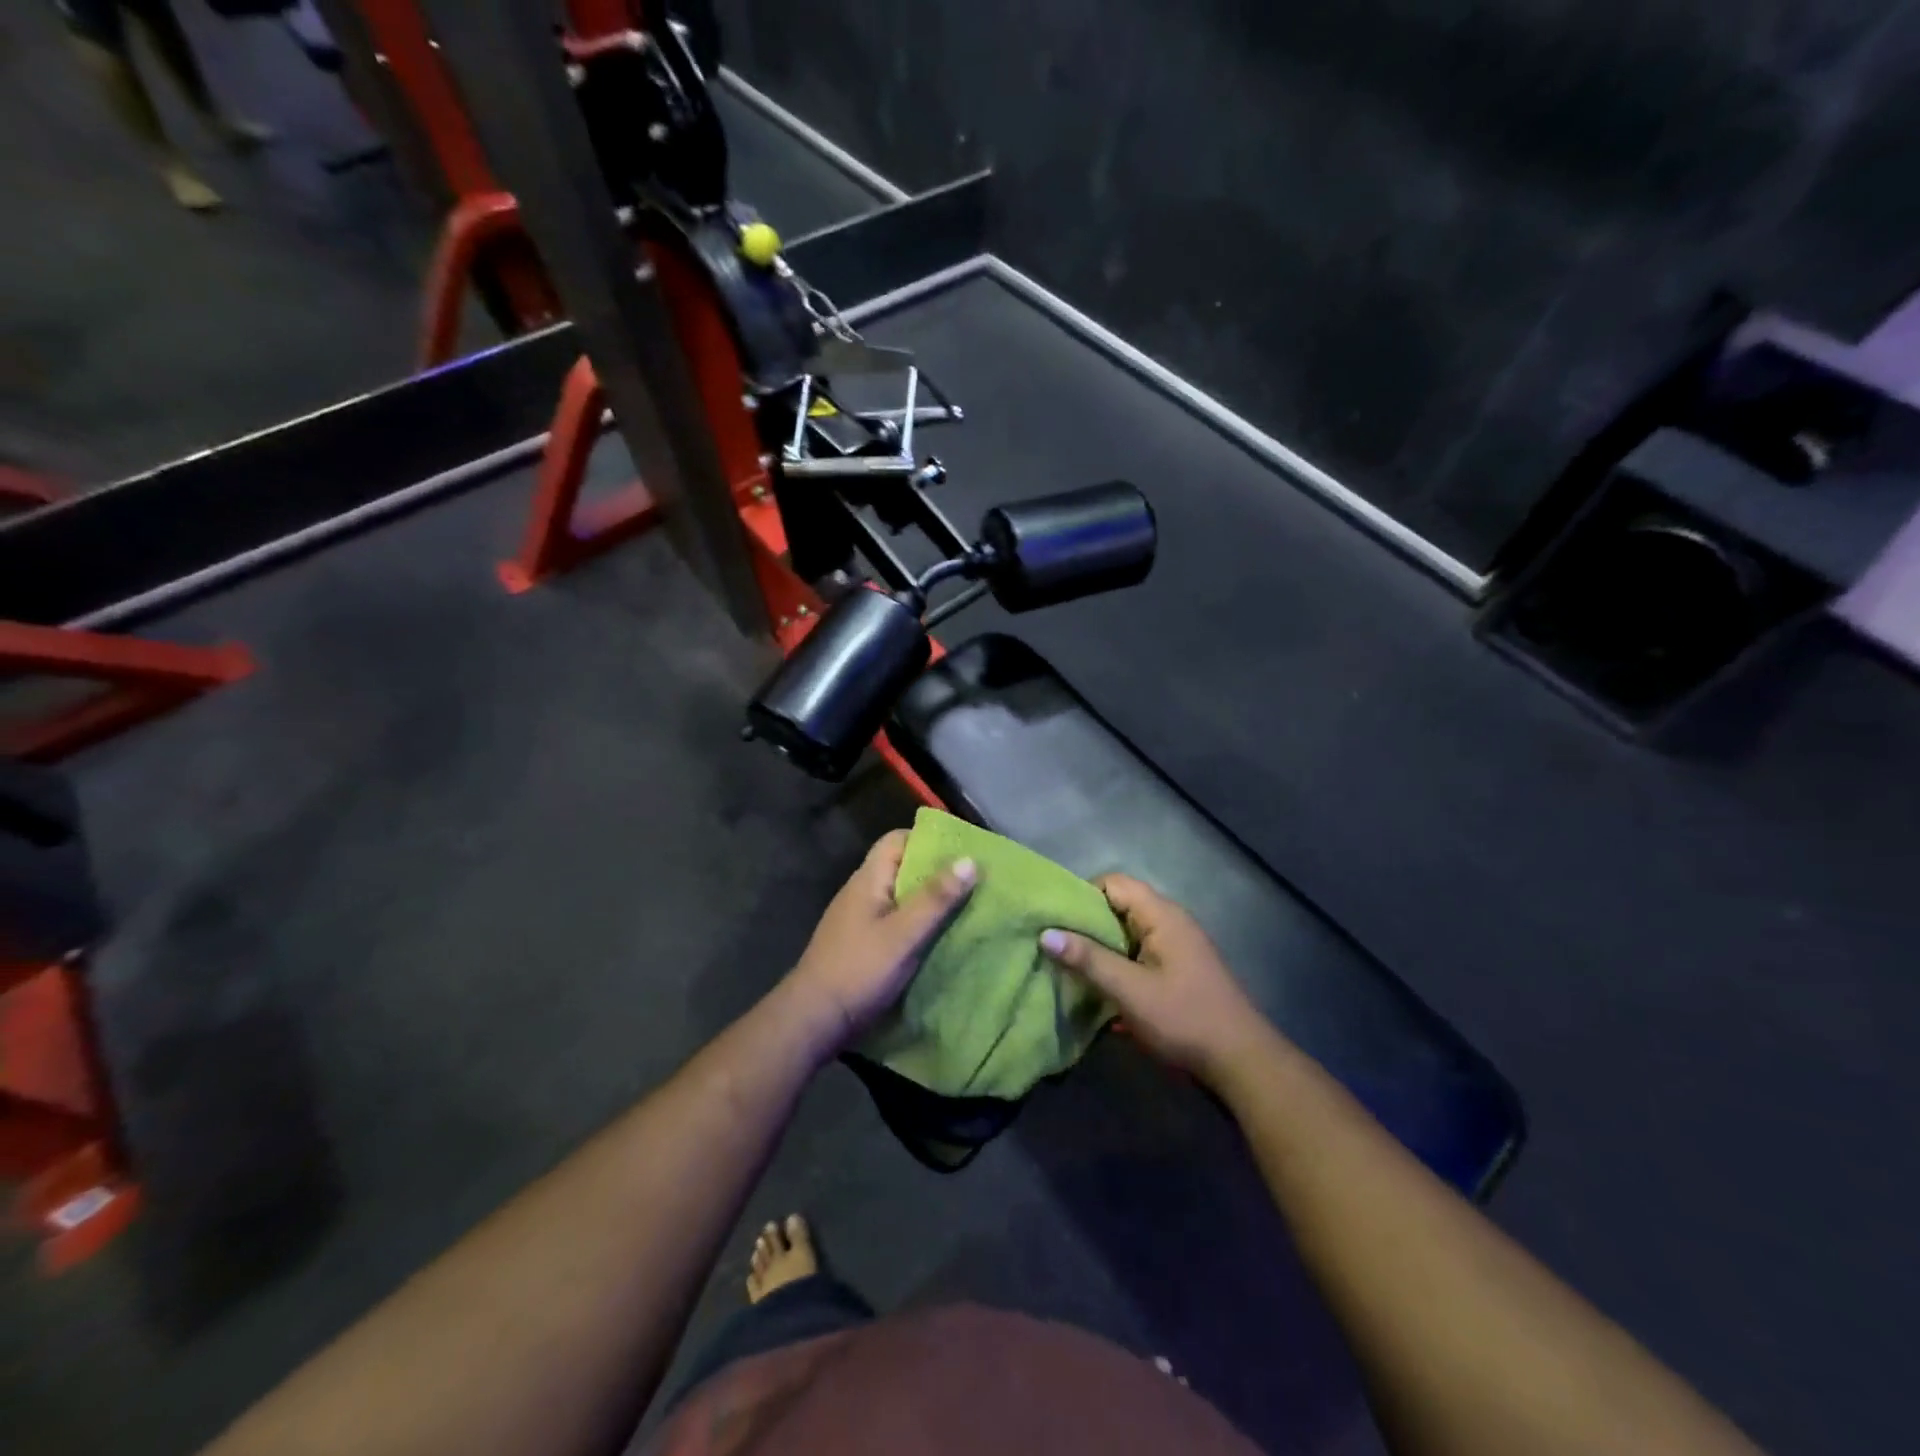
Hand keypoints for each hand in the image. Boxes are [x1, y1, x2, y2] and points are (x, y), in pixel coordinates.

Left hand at [782, 830, 976, 1055]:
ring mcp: (859, 918)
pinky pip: (894, 920)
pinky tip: (938, 936)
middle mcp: (861, 891)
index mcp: (868, 879)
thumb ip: (936, 898)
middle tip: (973, 882)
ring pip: (900, 896)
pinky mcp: (861, 943)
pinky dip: (917, 922)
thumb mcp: (904, 934)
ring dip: (928, 899)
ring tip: (965, 907)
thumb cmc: (859, 969)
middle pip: (901, 867)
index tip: (962, 852)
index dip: (928, 840)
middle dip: (935, 872)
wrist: (814, 1019)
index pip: (897, 840)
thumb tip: (970, 859)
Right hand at [1040, 875, 1273, 1084]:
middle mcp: (1169, 922)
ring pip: (1125, 934)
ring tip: (1067, 969)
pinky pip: (1137, 955)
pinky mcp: (1176, 971)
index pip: (1112, 883)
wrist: (1241, 1062)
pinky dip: (1116, 966)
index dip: (1081, 896)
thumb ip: (1088, 960)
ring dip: (1099, 950)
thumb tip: (1045, 934)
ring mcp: (1174, 947)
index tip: (1054, 921)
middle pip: (1117, 908)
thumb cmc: (1184, 1018)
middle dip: (1085, 926)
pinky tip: (1097, 991)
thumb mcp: (1129, 990)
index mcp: (1161, 915)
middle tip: (1053, 946)